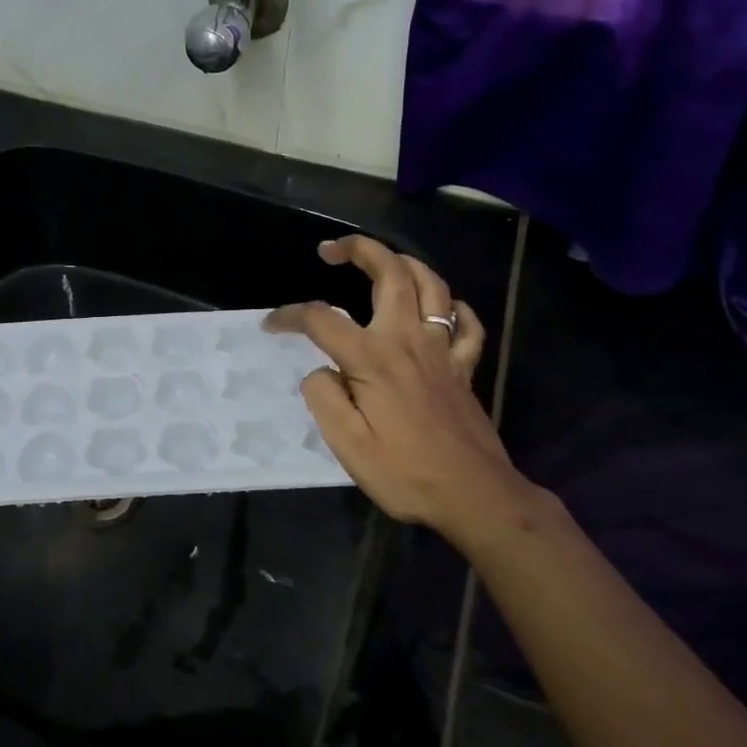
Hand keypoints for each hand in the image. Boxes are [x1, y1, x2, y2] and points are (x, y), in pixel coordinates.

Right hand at [265, 237, 547, 540]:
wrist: (475, 496)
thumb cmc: (406, 473)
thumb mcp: (347, 445)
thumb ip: (324, 398)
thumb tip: (320, 371)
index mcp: (373, 359)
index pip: (322, 320)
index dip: (291, 316)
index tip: (271, 325)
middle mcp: (409, 341)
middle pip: (391, 274)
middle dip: (360, 250)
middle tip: (331, 250)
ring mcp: (442, 352)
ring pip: (432, 287)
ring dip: (406, 263)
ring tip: (383, 261)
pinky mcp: (464, 369)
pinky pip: (467, 325)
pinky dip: (455, 308)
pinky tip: (443, 308)